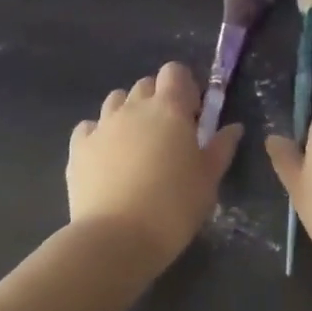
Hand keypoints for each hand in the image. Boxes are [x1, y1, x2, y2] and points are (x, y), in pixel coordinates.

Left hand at [67, 62, 243, 265]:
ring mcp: (102, 125)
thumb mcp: (208, 179)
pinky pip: (89, 127)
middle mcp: (133, 107)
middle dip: (158, 99)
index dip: (184, 86)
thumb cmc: (174, 206)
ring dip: (129, 112)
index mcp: (169, 108)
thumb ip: (221, 147)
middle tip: (168, 133)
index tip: (192, 114)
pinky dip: (99, 134)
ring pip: (116, 100)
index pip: (174, 71)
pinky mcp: (78, 148)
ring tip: (137, 144)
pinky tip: (107, 156)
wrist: (116, 239)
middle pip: (146, 84)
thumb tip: (233, 127)